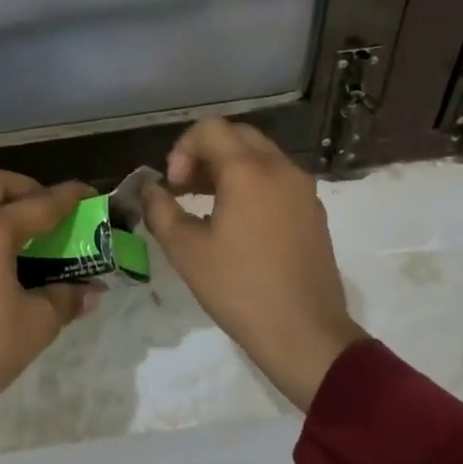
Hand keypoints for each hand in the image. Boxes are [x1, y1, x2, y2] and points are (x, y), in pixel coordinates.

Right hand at [142, 118, 366, 409]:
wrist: (304, 333)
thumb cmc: (239, 289)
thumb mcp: (185, 250)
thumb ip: (160, 209)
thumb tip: (149, 189)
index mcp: (249, 170)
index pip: (210, 130)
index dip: (182, 150)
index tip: (174, 187)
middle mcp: (281, 168)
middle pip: (237, 136)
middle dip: (204, 154)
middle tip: (185, 189)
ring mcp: (303, 189)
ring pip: (259, 156)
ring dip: (228, 168)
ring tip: (206, 206)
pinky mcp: (313, 211)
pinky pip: (277, 179)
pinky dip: (252, 184)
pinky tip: (238, 223)